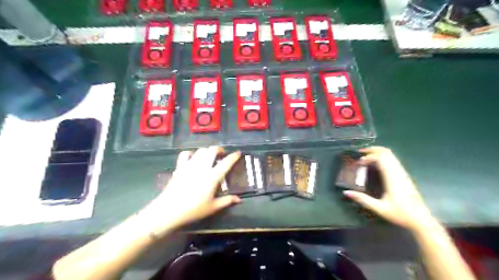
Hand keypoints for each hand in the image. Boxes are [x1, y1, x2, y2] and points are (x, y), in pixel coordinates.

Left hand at [140, 146, 241, 236]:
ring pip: (200, 151)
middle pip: (212, 150)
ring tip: (209, 156)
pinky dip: (190, 153)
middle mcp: (202, 167)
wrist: (169, 210)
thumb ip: (227, 201)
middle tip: (221, 154)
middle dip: (219, 149)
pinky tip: (192, 158)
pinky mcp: (179, 167)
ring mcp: (190, 166)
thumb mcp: (213, 207)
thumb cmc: (193, 210)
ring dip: (207, 151)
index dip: (234, 156)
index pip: (226, 163)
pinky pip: (185, 154)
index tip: (238, 153)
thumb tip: (239, 199)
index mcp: (213, 177)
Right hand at [344, 147, 437, 229]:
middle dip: (373, 150)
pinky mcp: (405, 176)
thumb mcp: (379, 208)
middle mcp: (398, 173)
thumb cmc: (400, 214)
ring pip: (391, 156)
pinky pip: (394, 161)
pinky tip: (376, 165)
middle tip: (360, 152)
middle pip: (387, 153)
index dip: (368, 157)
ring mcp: (403, 174)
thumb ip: (363, 199)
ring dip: (378, 153)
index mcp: (392, 178)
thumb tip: (346, 192)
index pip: (381, 159)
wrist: (422, 220)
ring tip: (366, 156)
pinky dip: (383, 158)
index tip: (358, 163)